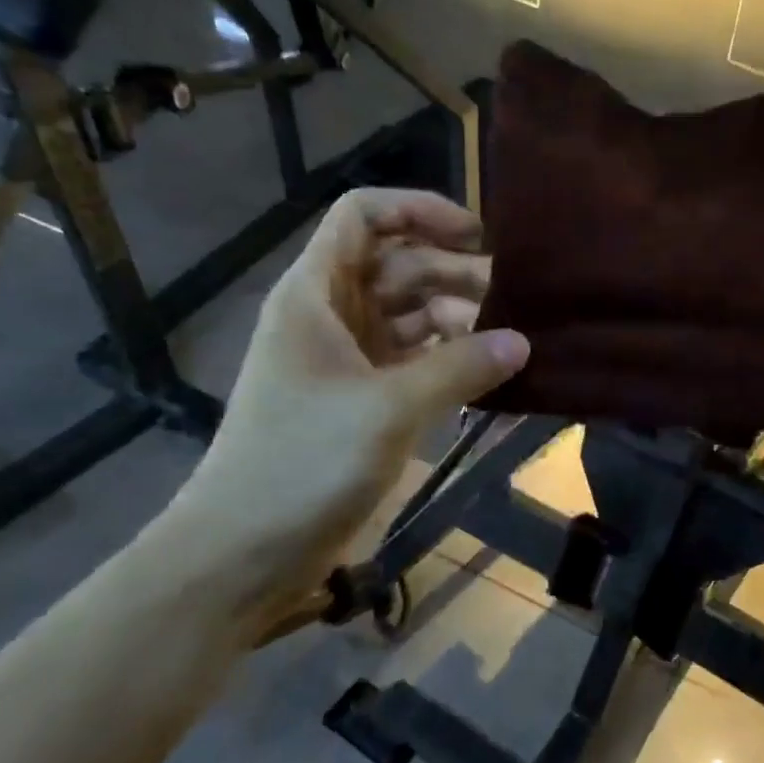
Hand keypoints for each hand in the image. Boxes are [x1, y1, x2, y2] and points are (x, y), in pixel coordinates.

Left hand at [166, 188, 528, 616]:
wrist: (242, 552)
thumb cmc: (303, 463)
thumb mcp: (388, 409)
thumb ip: (459, 368)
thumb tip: (521, 342)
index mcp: (316, 293)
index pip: (364, 216)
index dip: (420, 210)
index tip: (477, 235)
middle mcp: (329, 315)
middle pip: (398, 267)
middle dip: (455, 275)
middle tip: (516, 300)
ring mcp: (345, 360)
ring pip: (409, 317)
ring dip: (457, 321)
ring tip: (510, 342)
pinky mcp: (359, 401)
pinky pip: (412, 362)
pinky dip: (448, 363)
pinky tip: (489, 377)